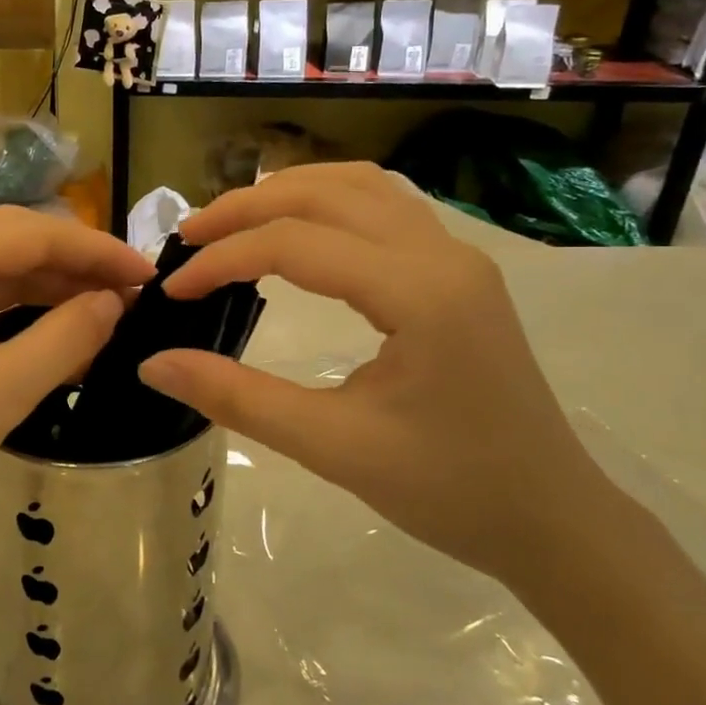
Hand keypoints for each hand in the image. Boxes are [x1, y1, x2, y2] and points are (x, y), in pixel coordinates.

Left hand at [0, 207, 153, 559]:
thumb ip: (63, 340)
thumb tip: (112, 302)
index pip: (30, 233)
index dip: (95, 249)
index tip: (147, 275)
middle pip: (8, 240)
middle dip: (73, 262)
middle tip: (130, 293)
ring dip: (44, 284)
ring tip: (102, 310)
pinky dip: (11, 308)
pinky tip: (48, 330)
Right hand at [137, 163, 611, 587]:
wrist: (552, 519)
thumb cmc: (450, 491)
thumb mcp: (333, 448)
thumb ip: (237, 398)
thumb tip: (153, 364)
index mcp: (419, 293)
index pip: (296, 245)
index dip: (223, 259)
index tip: (174, 290)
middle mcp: (441, 253)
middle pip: (325, 192)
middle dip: (246, 207)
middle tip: (188, 236)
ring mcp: (456, 255)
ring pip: (358, 185)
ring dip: (288, 192)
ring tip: (232, 221)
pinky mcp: (456, 269)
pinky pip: (382, 205)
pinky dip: (325, 201)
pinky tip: (296, 228)